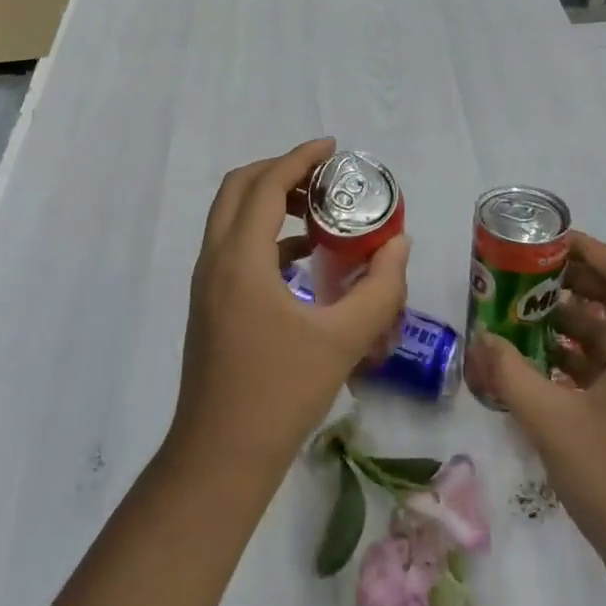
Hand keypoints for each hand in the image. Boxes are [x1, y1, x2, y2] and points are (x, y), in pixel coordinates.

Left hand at [170, 138, 409, 479]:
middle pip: (239, 189)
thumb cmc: (280, 394)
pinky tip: (303, 258)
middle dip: (280, 171)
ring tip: (318, 210)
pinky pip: (234, 247)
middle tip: (325, 176)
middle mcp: (215, 261)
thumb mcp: (343, 339)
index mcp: (240, 259)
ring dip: (270, 201)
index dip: (299, 158)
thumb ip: (379, 288)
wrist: (220, 458)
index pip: (266, 185)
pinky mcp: (209, 304)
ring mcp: (206, 284)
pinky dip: (265, 235)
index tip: (334, 148)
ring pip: (232, 217)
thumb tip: (400, 244)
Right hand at [464, 231, 605, 605]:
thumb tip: (482, 338)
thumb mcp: (553, 424)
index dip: (586, 250)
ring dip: (568, 327)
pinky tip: (539, 374)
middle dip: (568, 286)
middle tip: (520, 279)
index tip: (544, 242)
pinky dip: (577, 364)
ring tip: (519, 321)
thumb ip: (511, 374)